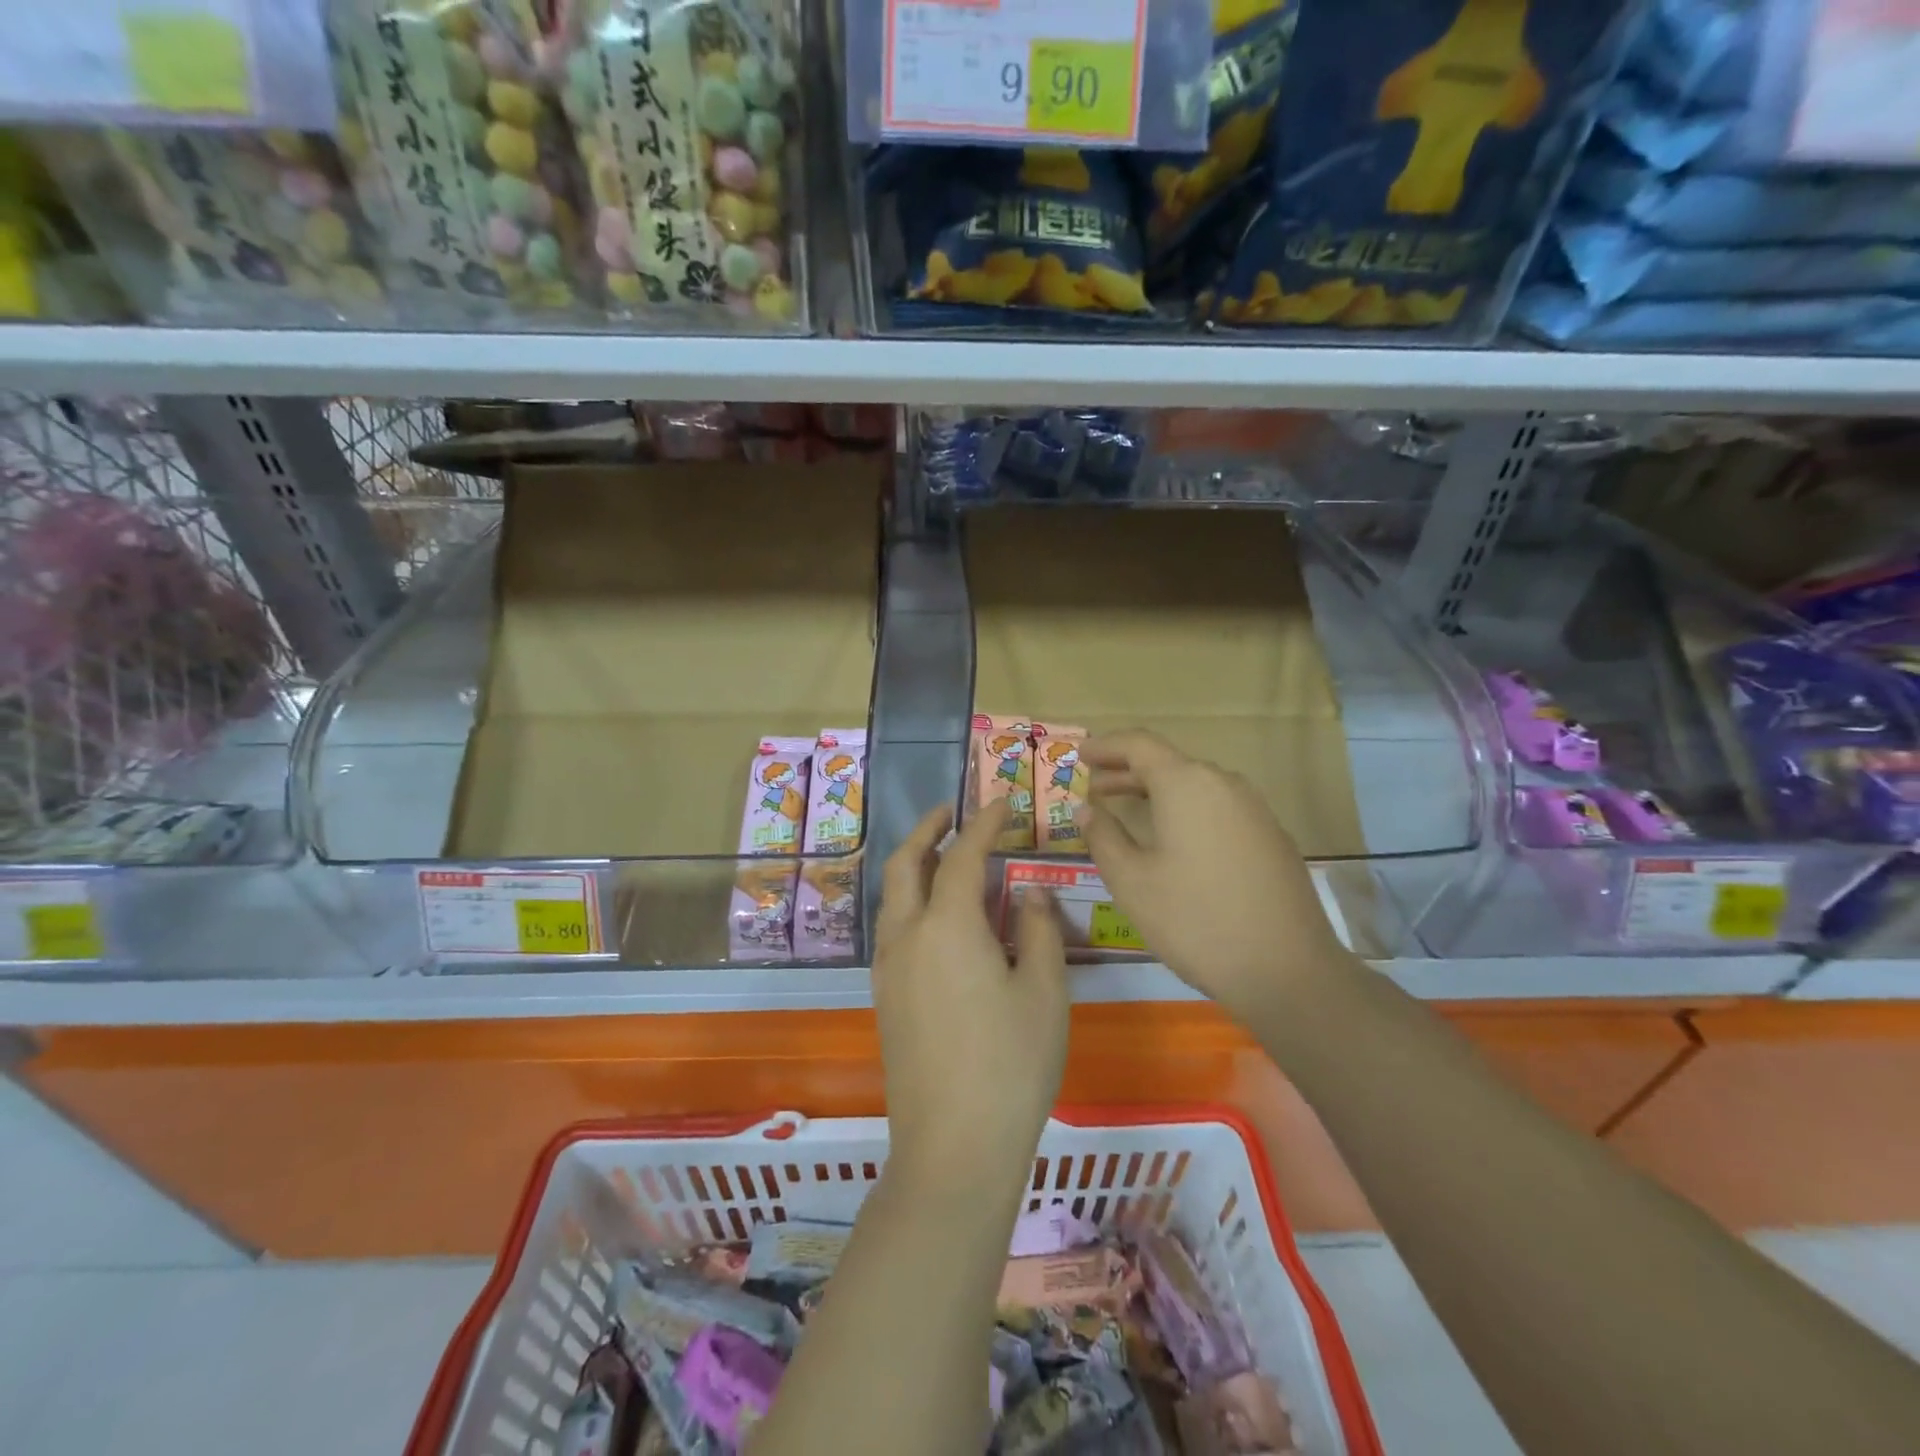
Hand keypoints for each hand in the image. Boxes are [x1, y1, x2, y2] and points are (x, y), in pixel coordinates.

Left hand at [871, 798, 1069, 1194]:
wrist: (953, 1146)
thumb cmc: (1012, 1064)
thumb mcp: (1044, 992)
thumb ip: (1040, 930)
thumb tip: (1030, 893)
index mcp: (947, 924)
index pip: (962, 854)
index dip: (983, 823)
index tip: (1001, 802)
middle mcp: (907, 936)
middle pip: (904, 864)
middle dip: (927, 830)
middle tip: (951, 812)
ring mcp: (889, 968)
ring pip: (891, 896)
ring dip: (912, 864)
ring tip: (942, 854)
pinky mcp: (884, 998)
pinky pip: (892, 927)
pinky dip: (909, 900)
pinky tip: (937, 916)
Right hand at [1078, 729, 1349, 1022]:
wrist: (1287, 971)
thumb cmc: (1195, 921)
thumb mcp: (1132, 882)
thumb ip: (1103, 837)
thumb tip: (1087, 810)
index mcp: (1186, 784)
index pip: (1139, 744)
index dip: (1106, 746)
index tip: (1079, 755)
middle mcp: (1224, 784)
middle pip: (1168, 762)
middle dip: (1127, 771)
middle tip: (1094, 787)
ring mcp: (1254, 810)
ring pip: (1196, 786)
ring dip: (1157, 792)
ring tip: (1128, 812)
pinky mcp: (1272, 837)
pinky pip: (1218, 808)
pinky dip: (1187, 811)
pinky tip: (1175, 841)